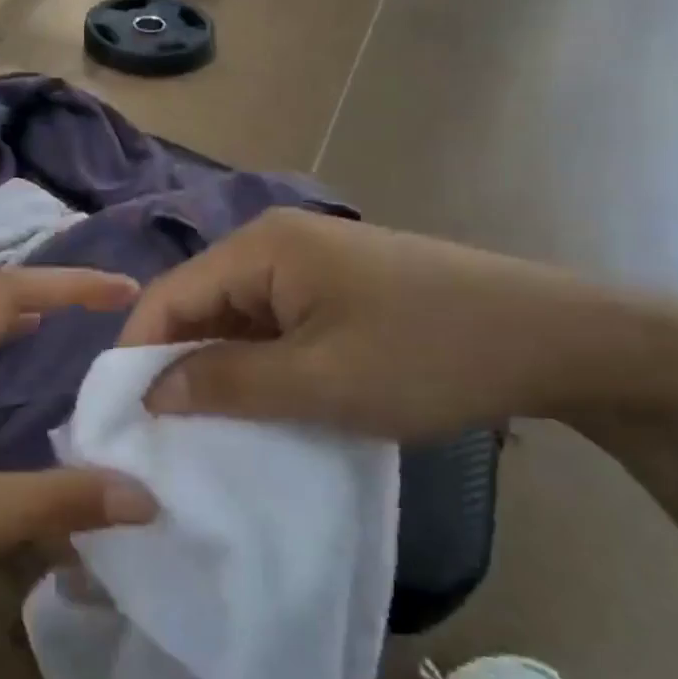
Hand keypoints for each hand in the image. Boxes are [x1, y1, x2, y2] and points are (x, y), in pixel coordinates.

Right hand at [118, 209, 633, 440]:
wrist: (556, 339)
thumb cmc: (428, 354)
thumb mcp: (318, 380)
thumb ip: (226, 383)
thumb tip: (152, 392)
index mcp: (261, 248)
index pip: (169, 296)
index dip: (136, 354)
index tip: (121, 418)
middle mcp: (275, 245)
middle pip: (199, 305)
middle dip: (175, 365)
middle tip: (158, 434)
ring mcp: (309, 266)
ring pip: (236, 320)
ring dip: (218, 371)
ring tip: (202, 430)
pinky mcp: (337, 291)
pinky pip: (274, 328)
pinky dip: (258, 367)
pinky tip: (258, 408)